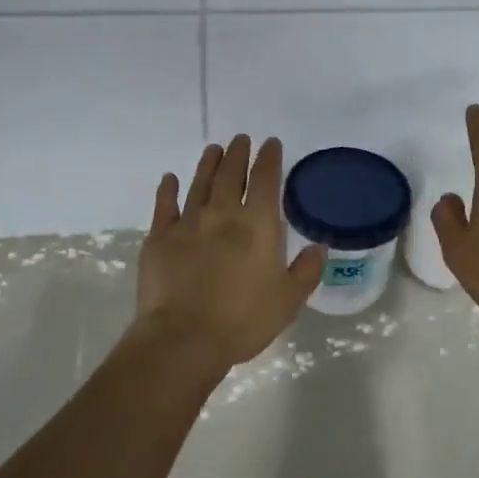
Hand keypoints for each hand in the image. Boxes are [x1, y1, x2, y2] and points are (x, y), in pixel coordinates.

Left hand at [135, 135, 325, 367]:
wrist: (184, 338)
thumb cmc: (244, 320)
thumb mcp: (288, 300)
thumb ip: (306, 271)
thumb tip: (319, 248)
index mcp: (258, 225)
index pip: (266, 180)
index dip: (270, 159)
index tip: (271, 144)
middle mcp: (223, 214)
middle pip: (232, 175)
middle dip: (239, 154)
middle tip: (241, 139)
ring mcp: (188, 223)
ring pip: (200, 183)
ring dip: (208, 164)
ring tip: (214, 149)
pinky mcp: (159, 238)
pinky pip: (165, 205)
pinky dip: (168, 189)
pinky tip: (170, 179)